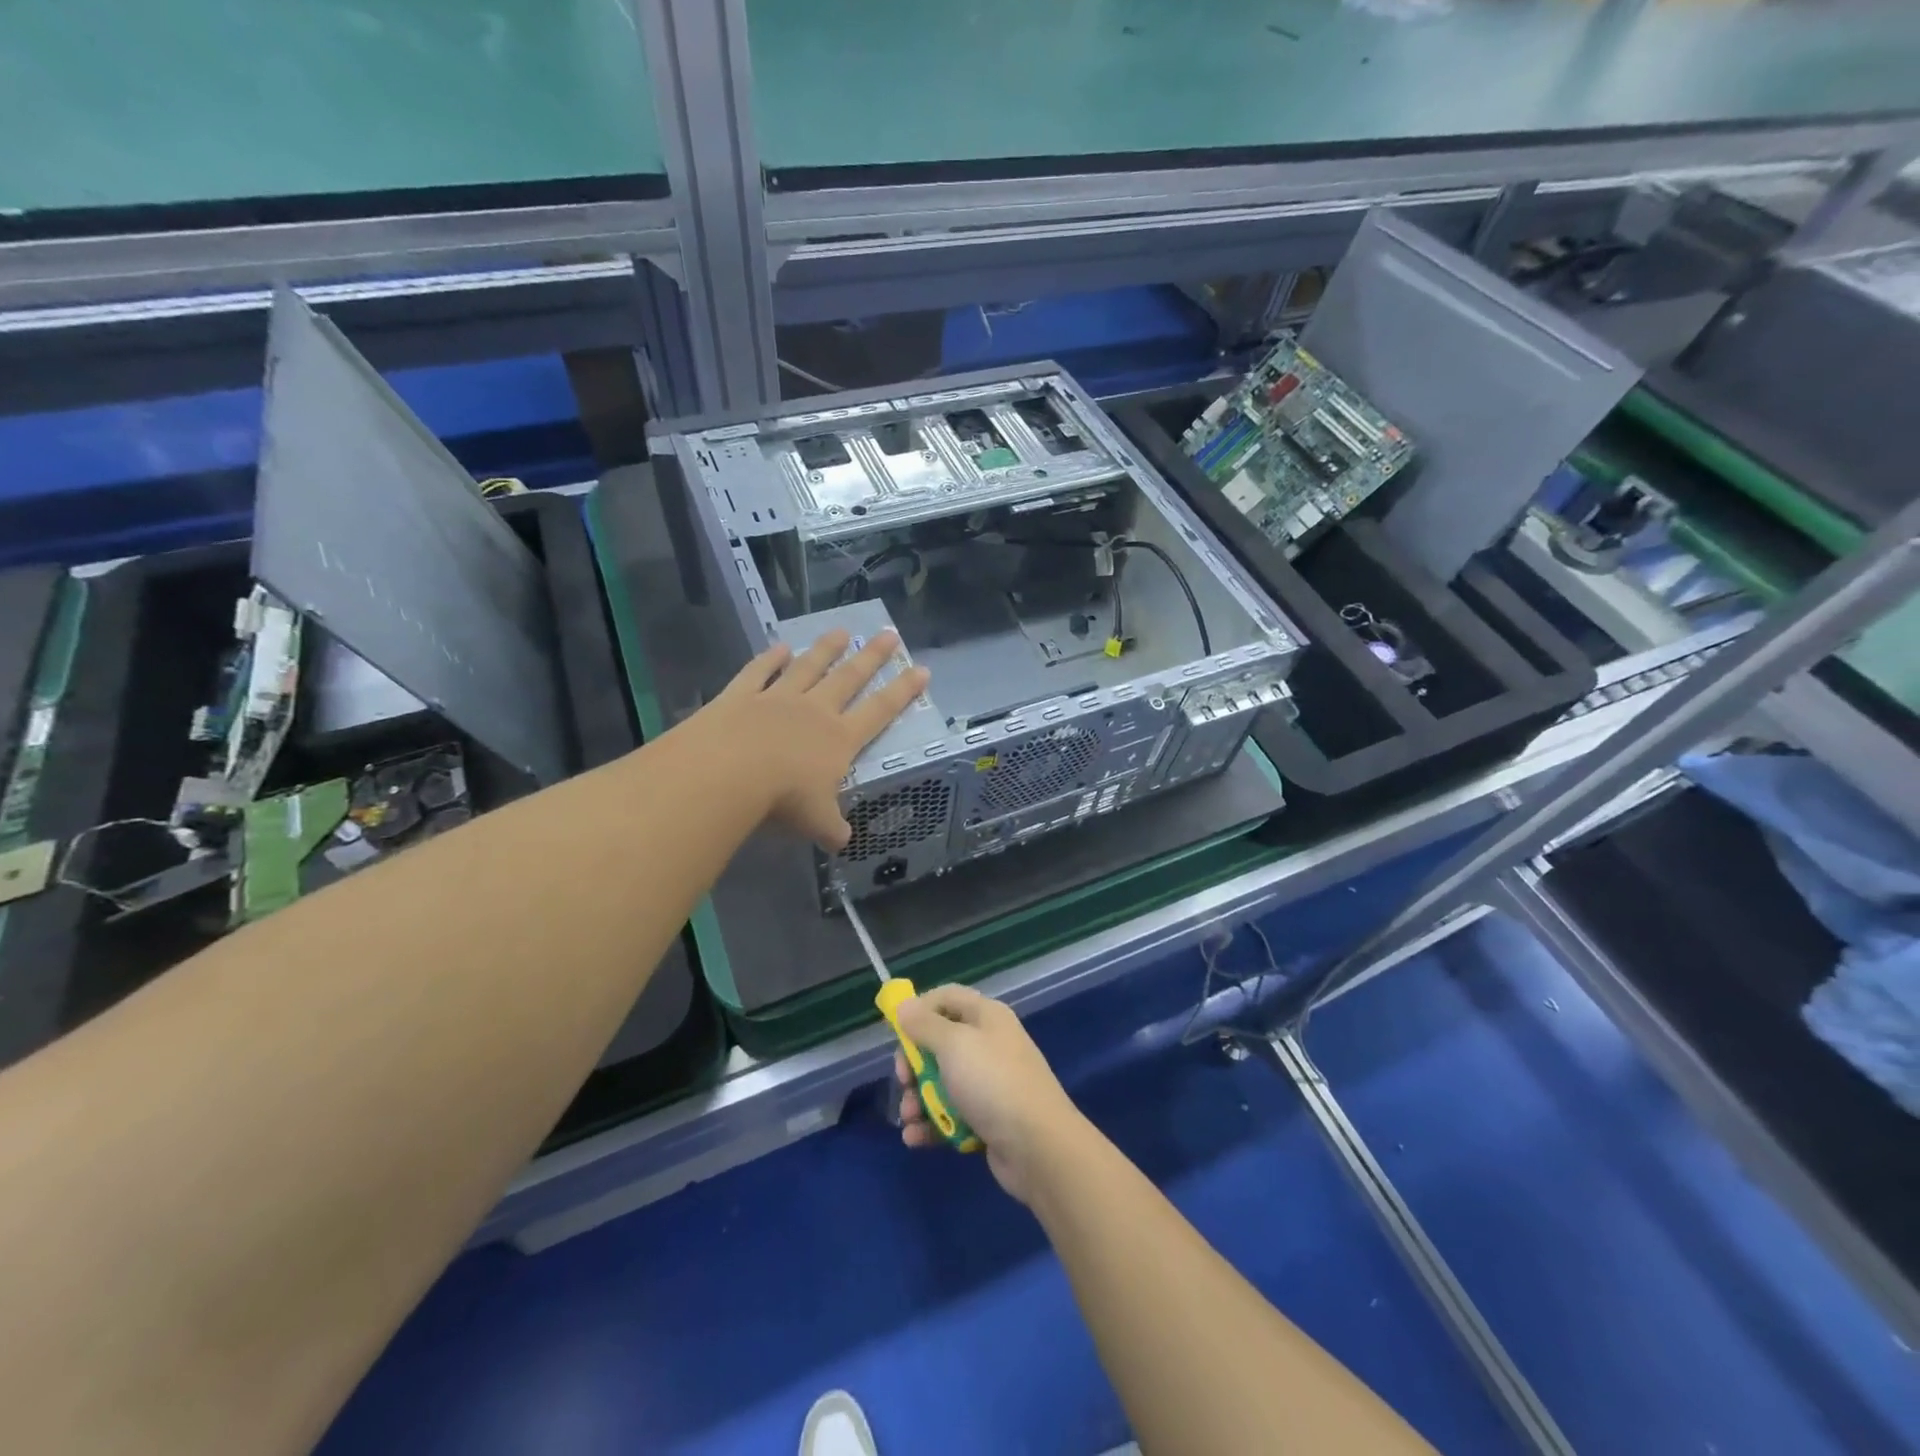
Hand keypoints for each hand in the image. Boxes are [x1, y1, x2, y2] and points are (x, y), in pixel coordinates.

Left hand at [698, 629, 928, 850]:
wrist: (728, 772)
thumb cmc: (782, 799)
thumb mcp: (816, 822)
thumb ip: (831, 828)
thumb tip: (841, 840)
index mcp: (839, 739)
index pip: (880, 711)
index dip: (903, 692)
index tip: (921, 670)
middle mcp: (814, 711)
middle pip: (849, 678)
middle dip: (872, 657)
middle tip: (889, 634)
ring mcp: (777, 698)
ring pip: (808, 667)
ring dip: (825, 649)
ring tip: (841, 631)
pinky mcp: (741, 695)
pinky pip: (759, 672)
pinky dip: (769, 658)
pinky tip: (778, 647)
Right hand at [895, 985, 1089, 1204]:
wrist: (1038, 1146)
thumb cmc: (992, 1082)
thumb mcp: (953, 1045)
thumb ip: (925, 1025)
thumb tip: (904, 1004)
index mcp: (986, 1016)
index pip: (946, 997)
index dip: (919, 1009)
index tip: (896, 1031)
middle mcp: (988, 1044)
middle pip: (939, 1042)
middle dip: (914, 1064)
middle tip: (904, 1080)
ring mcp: (989, 1083)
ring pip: (942, 1082)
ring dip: (918, 1099)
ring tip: (909, 1118)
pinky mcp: (987, 1118)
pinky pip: (951, 1114)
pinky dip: (932, 1124)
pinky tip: (915, 1138)